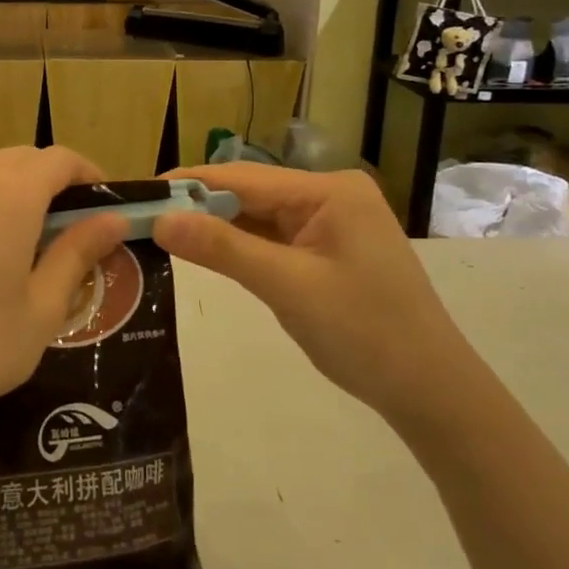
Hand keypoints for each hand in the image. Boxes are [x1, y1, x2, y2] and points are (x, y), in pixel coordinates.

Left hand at [0, 148, 130, 471]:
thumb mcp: (41, 310)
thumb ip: (78, 253)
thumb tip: (114, 218)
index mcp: (12, 196)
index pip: (60, 160)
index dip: (87, 174)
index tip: (99, 203)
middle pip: (20, 159)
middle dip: (48, 182)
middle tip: (59, 226)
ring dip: (3, 182)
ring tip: (6, 226)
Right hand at [151, 164, 471, 431]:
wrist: (431, 391)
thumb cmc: (364, 334)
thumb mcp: (287, 287)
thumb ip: (223, 249)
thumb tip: (161, 220)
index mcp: (328, 190)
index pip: (243, 176)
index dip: (188, 183)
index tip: (138, 194)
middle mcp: (329, 195)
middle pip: (250, 193)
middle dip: (198, 206)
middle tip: (141, 219)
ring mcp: (330, 223)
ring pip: (259, 217)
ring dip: (216, 227)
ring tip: (160, 232)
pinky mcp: (327, 250)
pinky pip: (274, 239)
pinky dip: (240, 247)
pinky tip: (204, 251)